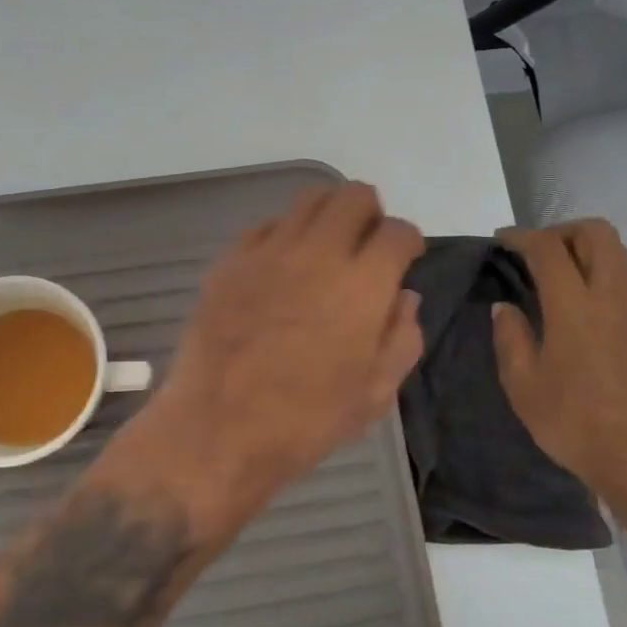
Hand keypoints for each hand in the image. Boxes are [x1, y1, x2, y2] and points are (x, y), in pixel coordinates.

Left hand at [143, 182, 424, 537]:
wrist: (218, 430)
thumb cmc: (306, 421)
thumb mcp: (374, 394)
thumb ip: (402, 338)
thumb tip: (404, 296)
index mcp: (362, 286)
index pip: (398, 232)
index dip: (408, 241)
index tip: (405, 258)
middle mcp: (318, 254)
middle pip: (354, 196)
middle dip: (371, 214)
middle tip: (366, 245)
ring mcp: (268, 252)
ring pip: (309, 199)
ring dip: (329, 215)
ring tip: (326, 247)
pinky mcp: (230, 261)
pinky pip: (266, 226)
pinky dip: (285, 235)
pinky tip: (282, 267)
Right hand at [491, 221, 626, 505]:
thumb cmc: (575, 422)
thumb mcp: (523, 386)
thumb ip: (511, 338)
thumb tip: (506, 308)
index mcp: (575, 306)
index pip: (549, 248)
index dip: (523, 236)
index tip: (504, 240)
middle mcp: (614, 296)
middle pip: (598, 233)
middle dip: (564, 231)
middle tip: (539, 252)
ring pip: (622, 255)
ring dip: (590, 252)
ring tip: (564, 277)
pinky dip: (607, 281)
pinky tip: (590, 315)